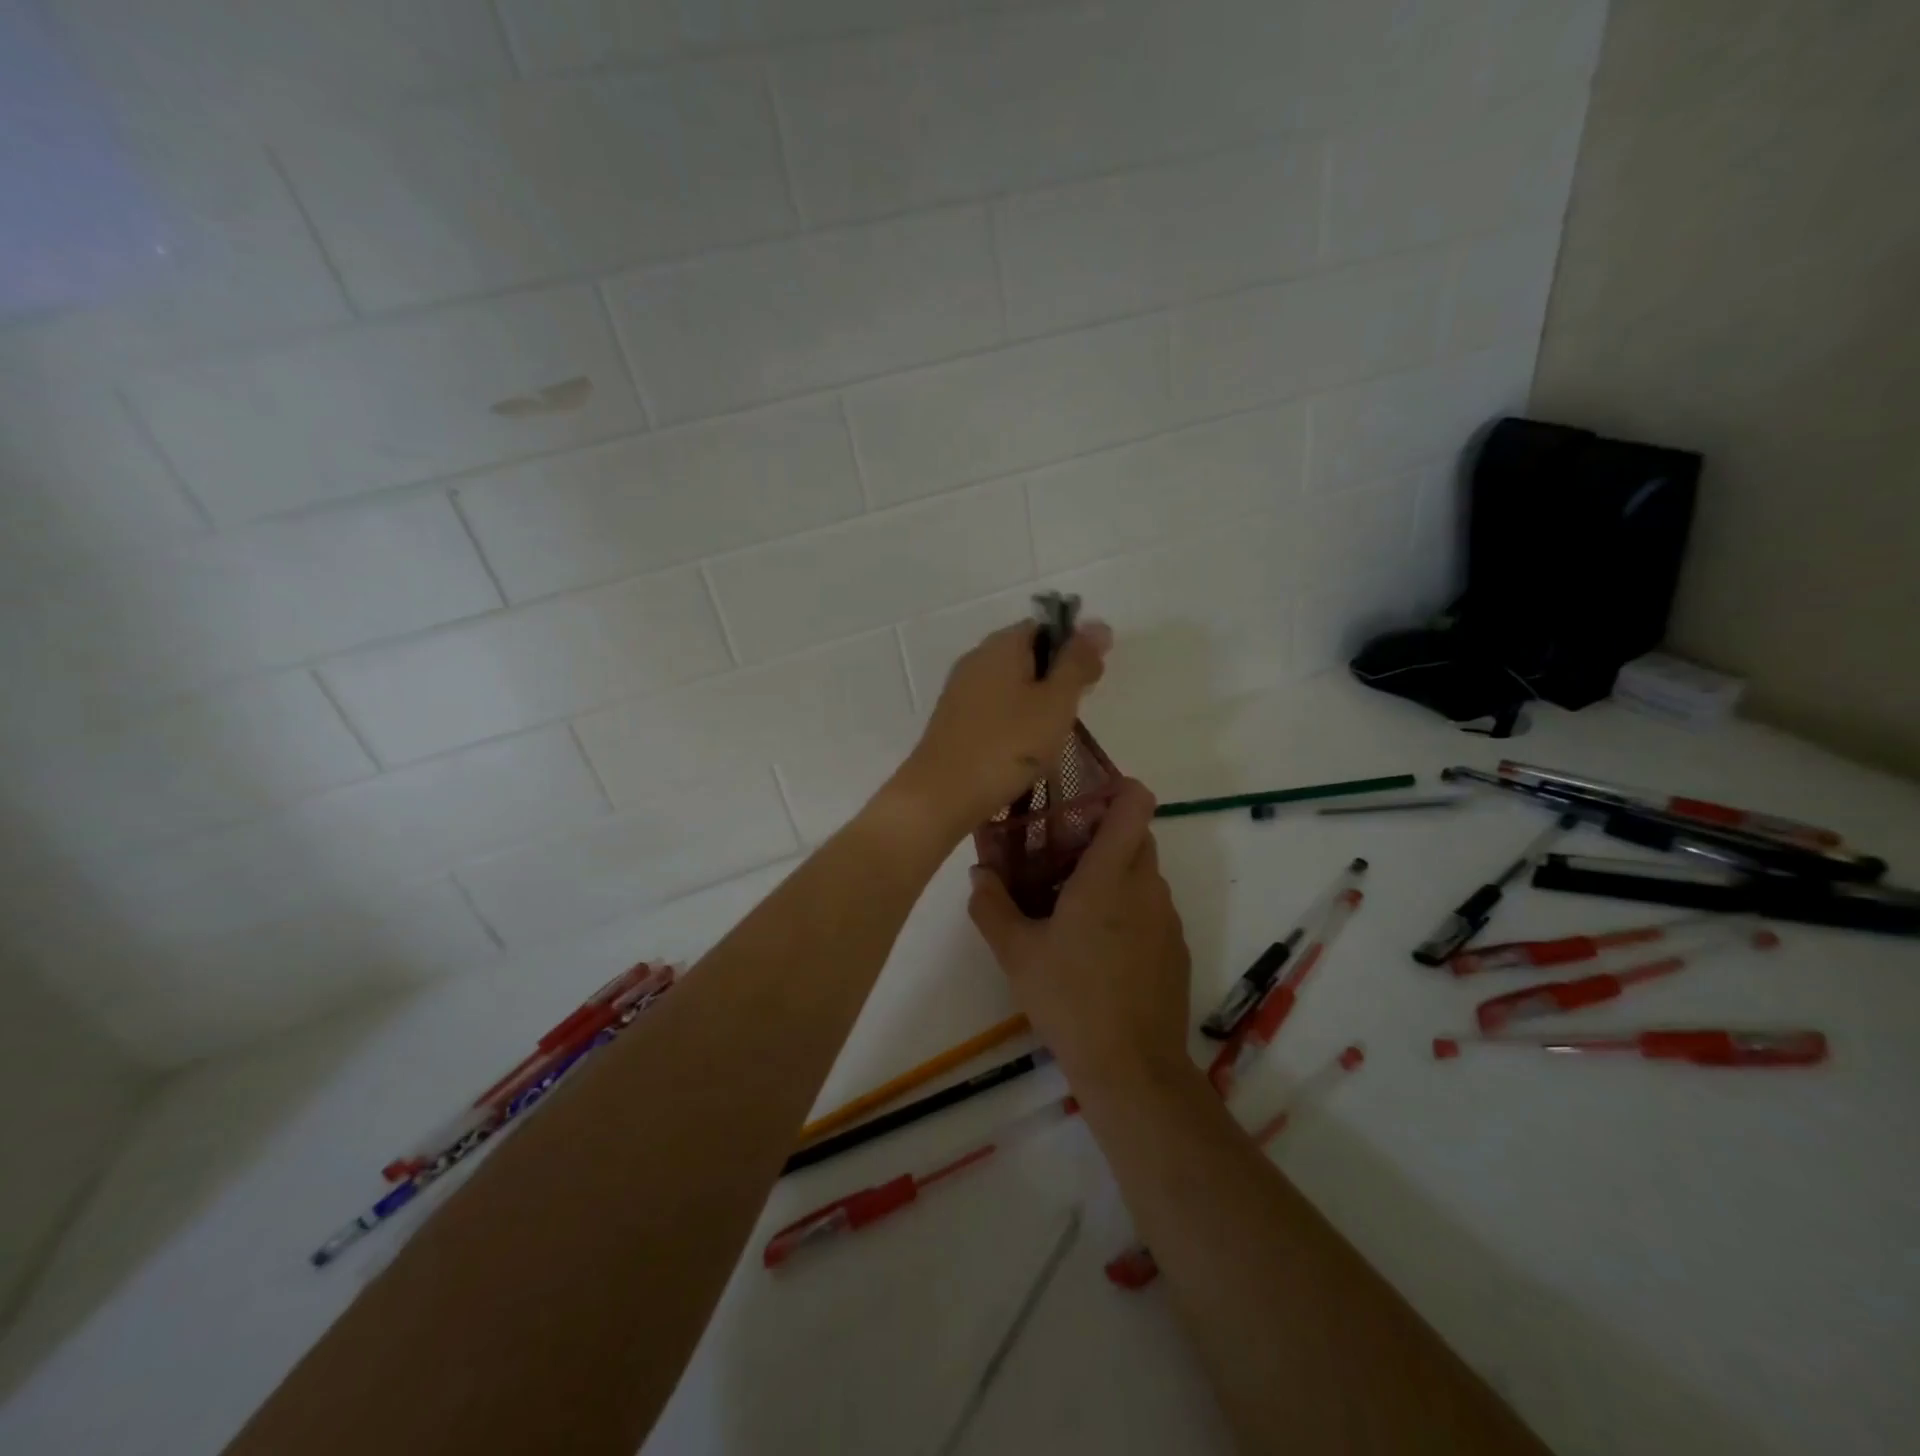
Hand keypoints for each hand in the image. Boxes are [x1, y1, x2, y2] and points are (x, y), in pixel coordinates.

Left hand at [891, 619, 1110, 835]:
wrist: (941, 794)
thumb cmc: (1007, 746)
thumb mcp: (1055, 702)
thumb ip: (1077, 663)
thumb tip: (1099, 624)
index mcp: (1002, 644)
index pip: (1045, 626)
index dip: (1074, 648)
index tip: (1090, 682)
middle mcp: (977, 657)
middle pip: (1027, 654)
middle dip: (1056, 679)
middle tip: (1072, 714)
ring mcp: (961, 689)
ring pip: (1011, 684)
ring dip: (1036, 703)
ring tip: (1050, 737)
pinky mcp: (953, 719)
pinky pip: (994, 707)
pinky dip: (1014, 721)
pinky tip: (1022, 749)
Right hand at [967, 780, 1191, 1091]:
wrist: (1132, 1068)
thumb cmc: (1070, 999)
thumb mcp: (1016, 953)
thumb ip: (991, 905)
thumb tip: (980, 873)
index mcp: (1109, 875)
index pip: (1135, 803)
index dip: (1117, 788)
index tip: (1083, 799)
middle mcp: (1147, 886)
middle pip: (1137, 835)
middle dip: (1104, 835)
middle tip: (1061, 854)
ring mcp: (1167, 918)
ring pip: (1144, 873)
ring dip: (1115, 874)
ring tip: (1073, 904)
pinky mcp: (1177, 948)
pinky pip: (1152, 907)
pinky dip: (1129, 908)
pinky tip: (1099, 947)